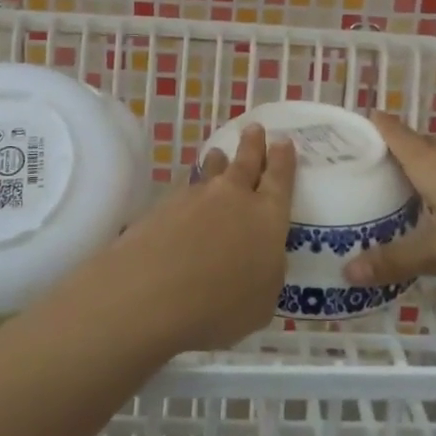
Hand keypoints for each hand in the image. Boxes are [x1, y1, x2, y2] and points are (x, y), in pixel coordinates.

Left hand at [75, 124, 296, 352]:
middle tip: (255, 129)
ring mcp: (196, 197)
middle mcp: (234, 197)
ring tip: (218, 154)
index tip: (284, 142)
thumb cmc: (220, 306)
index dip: (283, 160)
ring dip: (218, 162)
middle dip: (253, 145)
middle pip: (246, 163)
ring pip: (211, 171)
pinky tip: (186, 195)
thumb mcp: (261, 303)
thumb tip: (261, 259)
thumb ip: (266, 275)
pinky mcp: (163, 206)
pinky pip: (185, 189)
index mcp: (267, 217)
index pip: (280, 180)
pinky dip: (190, 189)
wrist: (152, 292)